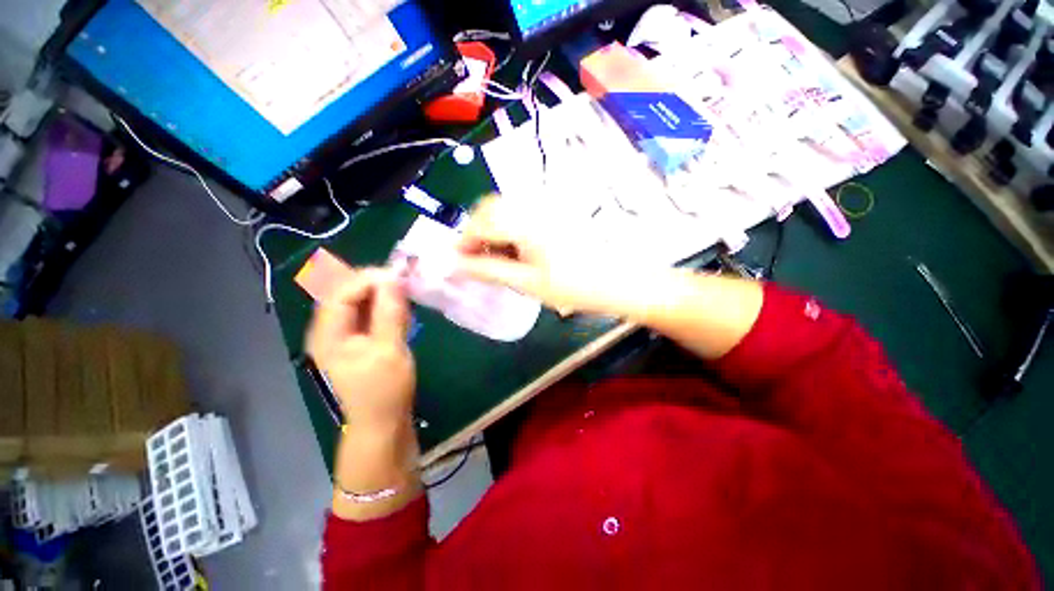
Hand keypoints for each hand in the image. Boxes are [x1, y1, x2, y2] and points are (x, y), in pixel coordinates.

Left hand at [306, 268, 414, 431]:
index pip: (341, 292)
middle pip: (348, 293)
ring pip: (361, 302)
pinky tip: (403, 315)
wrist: (382, 422)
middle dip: (377, 285)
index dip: (368, 278)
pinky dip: (387, 309)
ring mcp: (344, 335)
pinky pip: (370, 314)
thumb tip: (393, 278)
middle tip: (406, 285)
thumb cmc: (385, 390)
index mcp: (328, 334)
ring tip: (407, 302)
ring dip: (384, 296)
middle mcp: (330, 330)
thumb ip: (390, 312)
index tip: (399, 275)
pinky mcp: (359, 339)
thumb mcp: (390, 349)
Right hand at [456, 195, 654, 316]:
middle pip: (490, 208)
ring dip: (493, 231)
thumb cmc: (574, 286)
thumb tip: (454, 265)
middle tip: (477, 261)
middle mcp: (534, 205)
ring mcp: (546, 207)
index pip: (480, 221)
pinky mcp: (555, 213)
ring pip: (506, 210)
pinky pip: (522, 214)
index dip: (463, 241)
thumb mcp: (527, 282)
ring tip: (497, 259)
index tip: (459, 263)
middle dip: (477, 233)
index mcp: (525, 221)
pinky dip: (510, 230)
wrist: (619, 281)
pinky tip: (517, 251)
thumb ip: (488, 271)